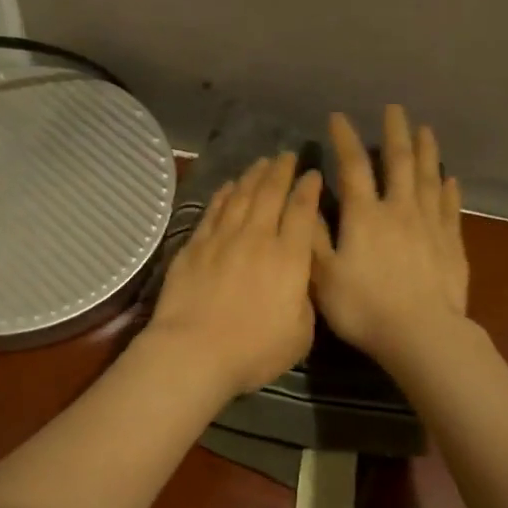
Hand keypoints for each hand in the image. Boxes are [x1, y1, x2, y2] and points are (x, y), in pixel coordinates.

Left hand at [143, 153, 324, 398]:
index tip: (313, 174)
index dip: (309, 189)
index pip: (302, 212)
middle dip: (281, 171)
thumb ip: (306, 299)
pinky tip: (228, 186)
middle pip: (270, 194)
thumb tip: (303, 277)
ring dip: (253, 176)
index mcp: (289, 258)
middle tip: (287, 155)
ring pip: (241, 196)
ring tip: (261, 162)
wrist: (194, 352)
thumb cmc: (254, 351)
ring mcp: (222, 239)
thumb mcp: (301, 333)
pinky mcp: (194, 247)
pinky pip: (213, 211)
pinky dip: (223, 195)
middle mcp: (257, 238)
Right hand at [312, 105, 469, 368]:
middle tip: (395, 109)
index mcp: (364, 215)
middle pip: (399, 162)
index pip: (353, 167)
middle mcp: (399, 210)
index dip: (345, 140)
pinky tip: (451, 179)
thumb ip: (315, 236)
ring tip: (426, 130)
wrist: (421, 334)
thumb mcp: (323, 276)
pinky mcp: (451, 243)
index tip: (339, 117)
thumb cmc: (364, 307)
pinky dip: (449, 189)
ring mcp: (429, 224)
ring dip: (427, 151)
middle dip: (395, 133)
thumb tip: (309, 198)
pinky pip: (450, 207)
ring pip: (429, 178)